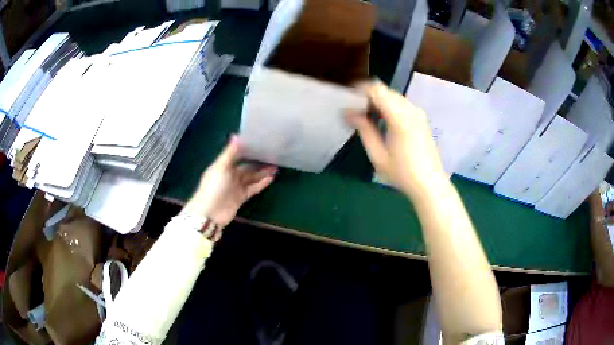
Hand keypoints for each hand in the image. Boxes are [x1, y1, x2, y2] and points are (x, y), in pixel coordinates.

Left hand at [181, 136, 276, 227]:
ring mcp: (236, 187)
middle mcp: (230, 175)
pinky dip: (261, 184)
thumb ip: (230, 153)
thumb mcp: (221, 167)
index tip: (260, 143)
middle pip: (247, 167)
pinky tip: (271, 178)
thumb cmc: (213, 187)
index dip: (247, 150)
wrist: (210, 213)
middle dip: (258, 162)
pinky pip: (253, 188)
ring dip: (262, 173)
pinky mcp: (241, 197)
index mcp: (223, 166)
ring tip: (275, 167)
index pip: (237, 155)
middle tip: (272, 156)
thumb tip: (236, 135)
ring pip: (252, 178)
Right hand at [346, 82, 445, 198]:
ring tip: (366, 117)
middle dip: (367, 96)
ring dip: (378, 101)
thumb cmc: (403, 174)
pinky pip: (401, 104)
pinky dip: (388, 106)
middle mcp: (411, 110)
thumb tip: (349, 113)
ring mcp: (418, 113)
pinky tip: (382, 121)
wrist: (430, 185)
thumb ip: (364, 130)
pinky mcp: (421, 119)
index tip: (348, 101)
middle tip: (354, 111)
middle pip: (385, 90)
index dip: (360, 90)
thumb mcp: (378, 156)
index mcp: (400, 118)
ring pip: (393, 96)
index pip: (377, 90)